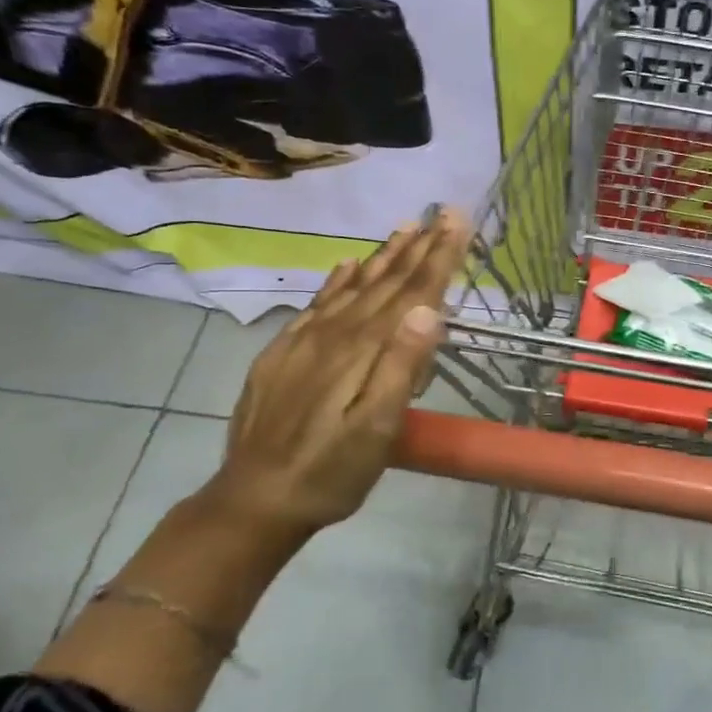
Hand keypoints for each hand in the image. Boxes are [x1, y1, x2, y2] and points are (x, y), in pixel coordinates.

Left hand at [202, 208, 470, 552]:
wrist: (255, 498)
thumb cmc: (331, 471)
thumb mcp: (376, 429)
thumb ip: (401, 367)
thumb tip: (429, 310)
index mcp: (363, 349)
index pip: (410, 292)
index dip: (437, 256)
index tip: (456, 219)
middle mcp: (335, 333)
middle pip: (384, 282)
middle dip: (416, 246)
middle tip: (440, 212)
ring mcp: (305, 341)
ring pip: (352, 286)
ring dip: (382, 257)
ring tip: (404, 228)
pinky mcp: (284, 353)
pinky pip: (318, 304)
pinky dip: (337, 280)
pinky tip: (347, 265)